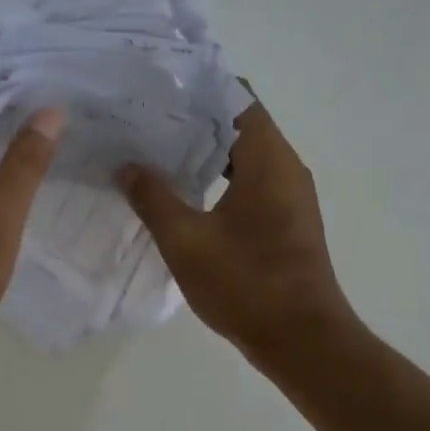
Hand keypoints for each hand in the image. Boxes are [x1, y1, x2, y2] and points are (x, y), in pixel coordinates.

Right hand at [117, 102, 354, 362]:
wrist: (302, 340)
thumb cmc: (246, 283)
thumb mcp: (186, 241)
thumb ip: (153, 198)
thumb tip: (127, 166)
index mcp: (269, 160)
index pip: (237, 99)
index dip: (198, 90)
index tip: (157, 92)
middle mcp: (286, 169)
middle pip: (239, 126)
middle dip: (193, 122)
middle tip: (144, 123)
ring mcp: (290, 198)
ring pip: (245, 158)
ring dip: (204, 155)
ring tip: (155, 154)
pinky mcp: (286, 223)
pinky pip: (250, 184)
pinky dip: (218, 181)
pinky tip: (183, 195)